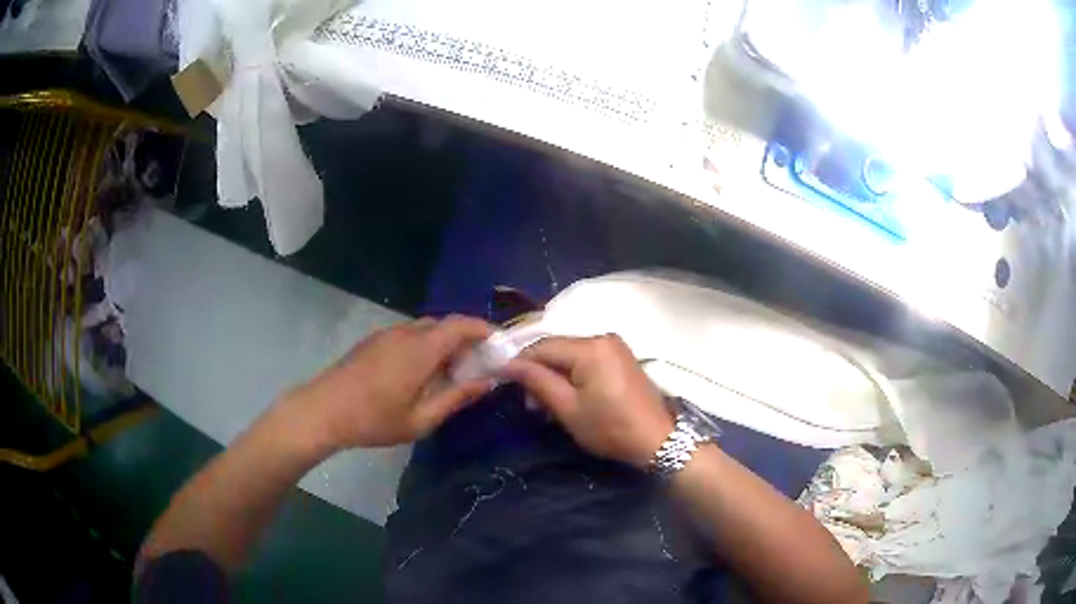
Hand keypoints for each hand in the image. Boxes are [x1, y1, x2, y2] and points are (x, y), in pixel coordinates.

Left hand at [275, 315, 495, 452]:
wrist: (322, 411)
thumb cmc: (373, 420)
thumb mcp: (420, 419)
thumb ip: (455, 398)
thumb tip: (486, 383)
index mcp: (420, 349)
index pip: (461, 324)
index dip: (484, 329)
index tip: (500, 344)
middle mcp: (405, 333)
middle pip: (444, 324)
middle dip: (466, 338)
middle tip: (479, 363)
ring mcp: (386, 334)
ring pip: (425, 328)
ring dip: (444, 342)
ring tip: (451, 370)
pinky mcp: (373, 341)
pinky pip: (408, 334)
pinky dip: (425, 345)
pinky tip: (421, 372)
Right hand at [504, 335, 673, 468]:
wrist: (657, 439)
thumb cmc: (611, 428)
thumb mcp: (569, 409)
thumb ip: (538, 381)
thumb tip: (509, 364)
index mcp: (590, 347)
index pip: (543, 346)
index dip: (519, 361)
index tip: (501, 379)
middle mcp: (602, 337)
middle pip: (557, 348)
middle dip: (538, 371)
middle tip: (529, 402)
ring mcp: (614, 345)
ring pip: (570, 354)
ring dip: (554, 374)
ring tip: (545, 404)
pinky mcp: (620, 356)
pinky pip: (586, 358)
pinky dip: (572, 373)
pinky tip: (566, 395)